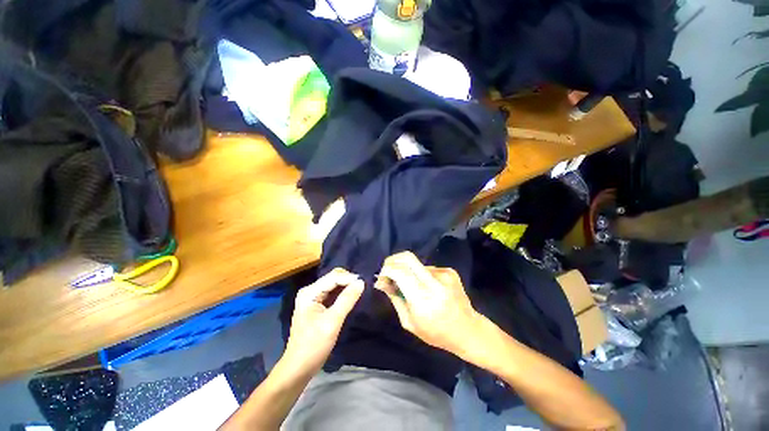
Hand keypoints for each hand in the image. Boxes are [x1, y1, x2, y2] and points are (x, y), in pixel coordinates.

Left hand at [283, 268, 363, 372]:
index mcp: (309, 293)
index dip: (349, 278)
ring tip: (360, 290)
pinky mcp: (316, 304)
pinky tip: (351, 296)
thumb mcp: (332, 322)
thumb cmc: (314, 345)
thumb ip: (347, 300)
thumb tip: (361, 282)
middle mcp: (310, 291)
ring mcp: (312, 297)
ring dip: (346, 286)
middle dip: (348, 280)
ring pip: (334, 284)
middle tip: (362, 287)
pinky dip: (343, 293)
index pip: (333, 277)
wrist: (299, 368)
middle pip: (333, 278)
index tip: (364, 283)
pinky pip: (332, 293)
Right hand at [374, 252, 482, 355]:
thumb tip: (382, 281)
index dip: (386, 270)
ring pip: (417, 264)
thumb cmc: (436, 333)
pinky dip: (421, 275)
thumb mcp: (409, 322)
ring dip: (409, 271)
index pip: (399, 272)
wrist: (468, 331)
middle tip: (388, 270)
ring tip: (413, 287)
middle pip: (408, 257)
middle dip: (393, 260)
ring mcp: (444, 274)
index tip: (381, 277)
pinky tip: (427, 288)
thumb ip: (395, 298)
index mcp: (423, 299)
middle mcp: (434, 282)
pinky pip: (428, 268)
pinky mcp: (450, 272)